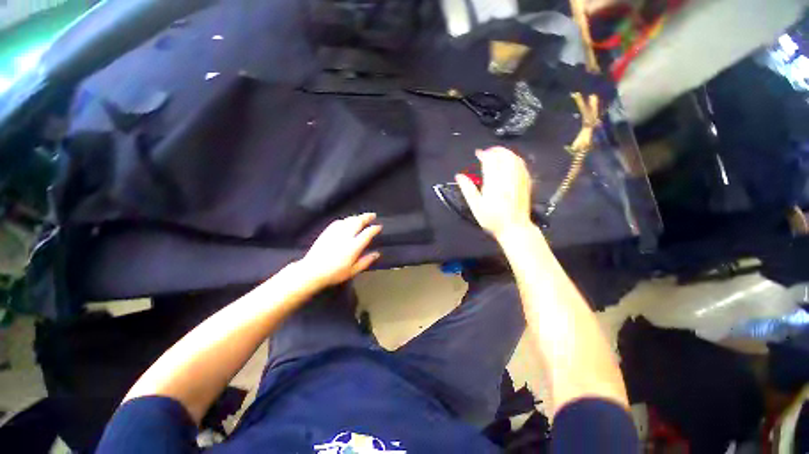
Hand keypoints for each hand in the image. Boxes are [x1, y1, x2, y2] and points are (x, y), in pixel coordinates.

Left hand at [299, 213, 381, 287]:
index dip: (374, 229)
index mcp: (354, 246)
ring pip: (348, 220)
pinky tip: (346, 221)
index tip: (379, 227)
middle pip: (358, 222)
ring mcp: (335, 233)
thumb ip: (366, 261)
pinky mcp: (327, 232)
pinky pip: (338, 222)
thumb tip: (376, 254)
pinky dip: (345, 220)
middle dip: (366, 217)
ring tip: (361, 217)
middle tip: (372, 215)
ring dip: (357, 217)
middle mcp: (346, 236)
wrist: (312, 271)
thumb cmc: (334, 273)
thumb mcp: (353, 271)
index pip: (367, 233)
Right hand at [456, 147, 532, 238]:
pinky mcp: (526, 184)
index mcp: (494, 182)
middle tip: (488, 151)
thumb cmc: (493, 219)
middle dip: (495, 150)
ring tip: (498, 153)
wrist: (514, 228)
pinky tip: (512, 161)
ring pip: (514, 159)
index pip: (490, 161)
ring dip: (506, 153)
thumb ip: (467, 189)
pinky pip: (522, 166)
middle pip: (504, 156)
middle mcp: (507, 178)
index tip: (478, 153)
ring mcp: (518, 180)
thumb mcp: (476, 206)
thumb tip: (459, 176)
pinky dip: (516, 159)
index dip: (484, 154)